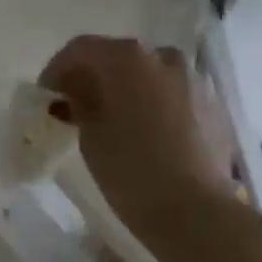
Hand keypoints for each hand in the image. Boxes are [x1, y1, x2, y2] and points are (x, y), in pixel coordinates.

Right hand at [39, 37, 234, 240]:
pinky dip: (154, 104)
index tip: (46, 94)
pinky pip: (174, 94)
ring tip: (114, 119)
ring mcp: (194, 79)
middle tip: (76, 106)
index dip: (58, 69)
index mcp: (127, 58)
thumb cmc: (131, 170)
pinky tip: (147, 132)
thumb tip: (76, 89)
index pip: (81, 49)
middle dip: (94, 77)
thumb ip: (79, 101)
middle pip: (118, 57)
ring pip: (149, 75)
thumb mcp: (90, 135)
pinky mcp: (214, 105)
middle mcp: (163, 57)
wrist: (196, 213)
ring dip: (127, 89)